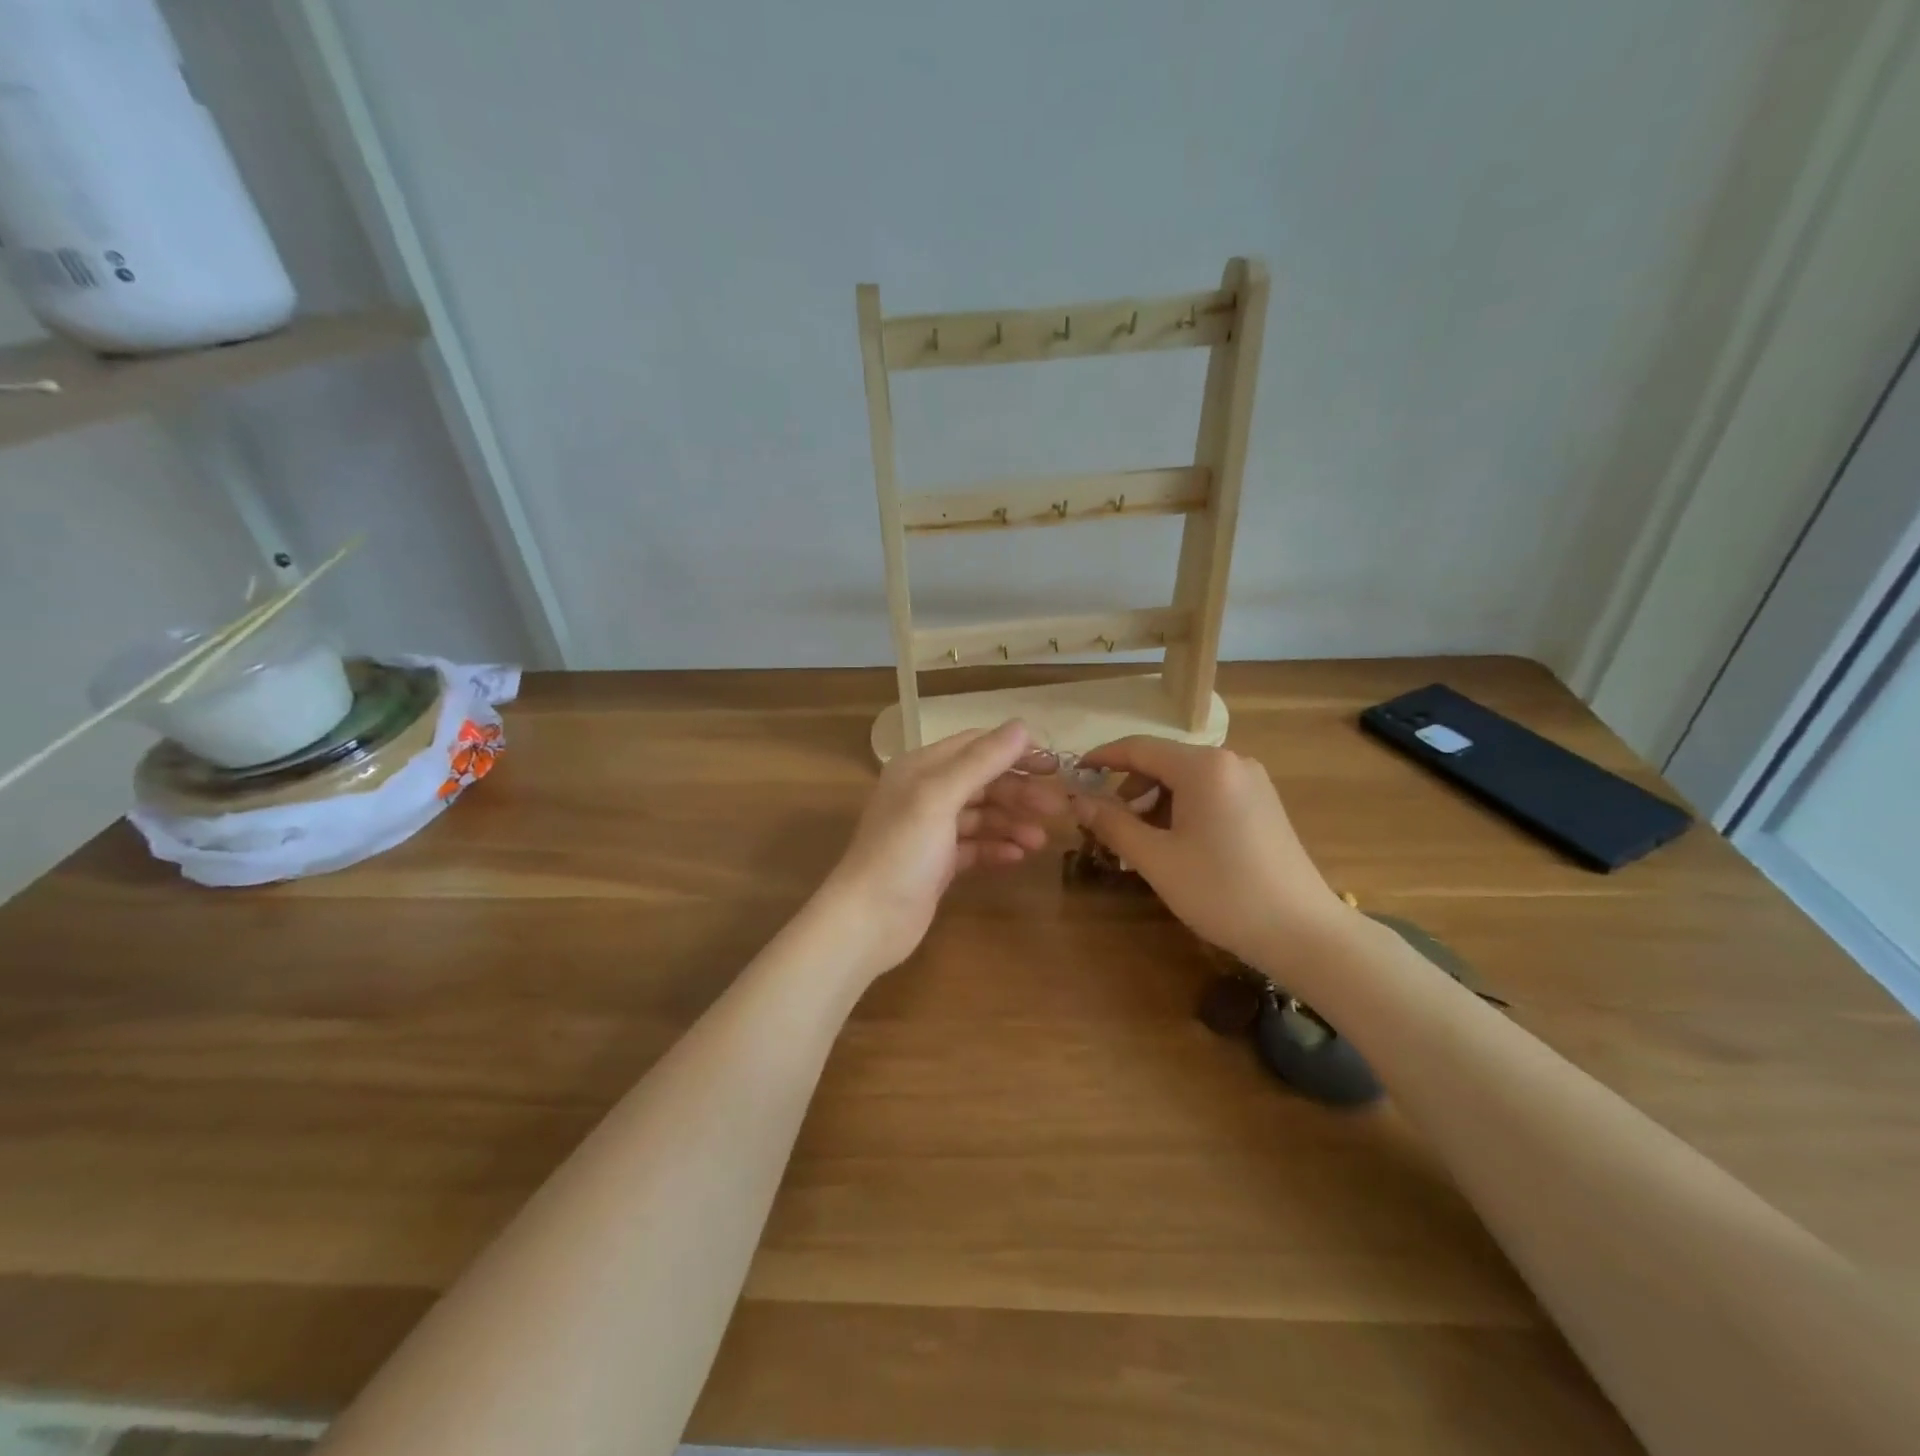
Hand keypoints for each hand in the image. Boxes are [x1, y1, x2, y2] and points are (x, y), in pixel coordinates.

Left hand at [817, 720, 1065, 975]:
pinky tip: (1018, 857)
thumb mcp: (940, 797)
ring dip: (1012, 823)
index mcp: (920, 768)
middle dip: (1019, 793)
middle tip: (1056, 808)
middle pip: (982, 782)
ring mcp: (931, 831)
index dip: (1014, 751)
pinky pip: (975, 847)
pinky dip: (996, 848)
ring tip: (1040, 841)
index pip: (975, 745)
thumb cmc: (902, 851)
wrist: (868, 920)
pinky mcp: (937, 864)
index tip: (1053, 765)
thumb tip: (1022, 726)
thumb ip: (981, 761)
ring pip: (981, 816)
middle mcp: (925, 793)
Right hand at [1074, 737, 1352, 965]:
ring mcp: (1252, 782)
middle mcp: (1230, 761)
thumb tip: (1076, 801)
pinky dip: (1181, 810)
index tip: (1074, 774)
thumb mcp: (1156, 859)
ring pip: (1186, 780)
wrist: (1303, 932)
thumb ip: (1112, 824)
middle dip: (1129, 789)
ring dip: (1154, 803)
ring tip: (1138, 842)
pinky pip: (1209, 793)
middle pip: (1163, 762)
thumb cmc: (1222, 891)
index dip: (1102, 758)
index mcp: (1204, 766)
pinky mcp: (1263, 803)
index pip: (1139, 748)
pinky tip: (1174, 844)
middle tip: (1105, 824)